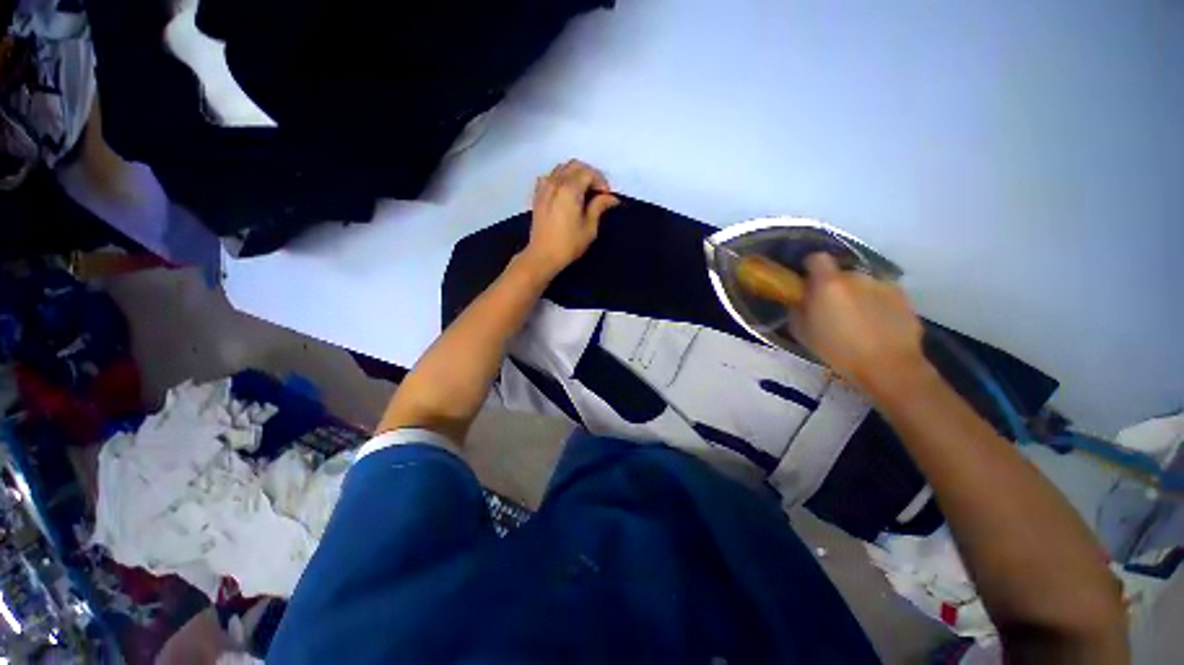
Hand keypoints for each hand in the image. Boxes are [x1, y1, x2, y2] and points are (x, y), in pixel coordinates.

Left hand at [521, 160, 619, 278]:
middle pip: (575, 166)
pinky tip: (566, 192)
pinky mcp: (538, 194)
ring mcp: (544, 187)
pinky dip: (561, 178)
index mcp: (570, 189)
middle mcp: (556, 182)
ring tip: (584, 192)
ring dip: (576, 175)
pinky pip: (551, 176)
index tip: (607, 197)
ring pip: (562, 168)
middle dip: (590, 175)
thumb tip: (611, 198)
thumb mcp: (589, 228)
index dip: (601, 182)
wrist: (543, 255)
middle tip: (598, 192)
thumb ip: (599, 207)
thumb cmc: (569, 244)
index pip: (589, 173)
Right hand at [789, 253, 928, 394]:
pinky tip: (876, 327)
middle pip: (840, 274)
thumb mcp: (802, 332)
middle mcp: (856, 276)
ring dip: (856, 296)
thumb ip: (798, 309)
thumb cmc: (837, 350)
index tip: (808, 283)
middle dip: (834, 287)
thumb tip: (800, 300)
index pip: (816, 258)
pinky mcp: (903, 297)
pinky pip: (881, 295)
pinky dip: (876, 305)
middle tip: (831, 310)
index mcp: (828, 284)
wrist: (888, 366)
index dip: (810, 268)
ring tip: (857, 321)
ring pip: (862, 285)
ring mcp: (882, 285)